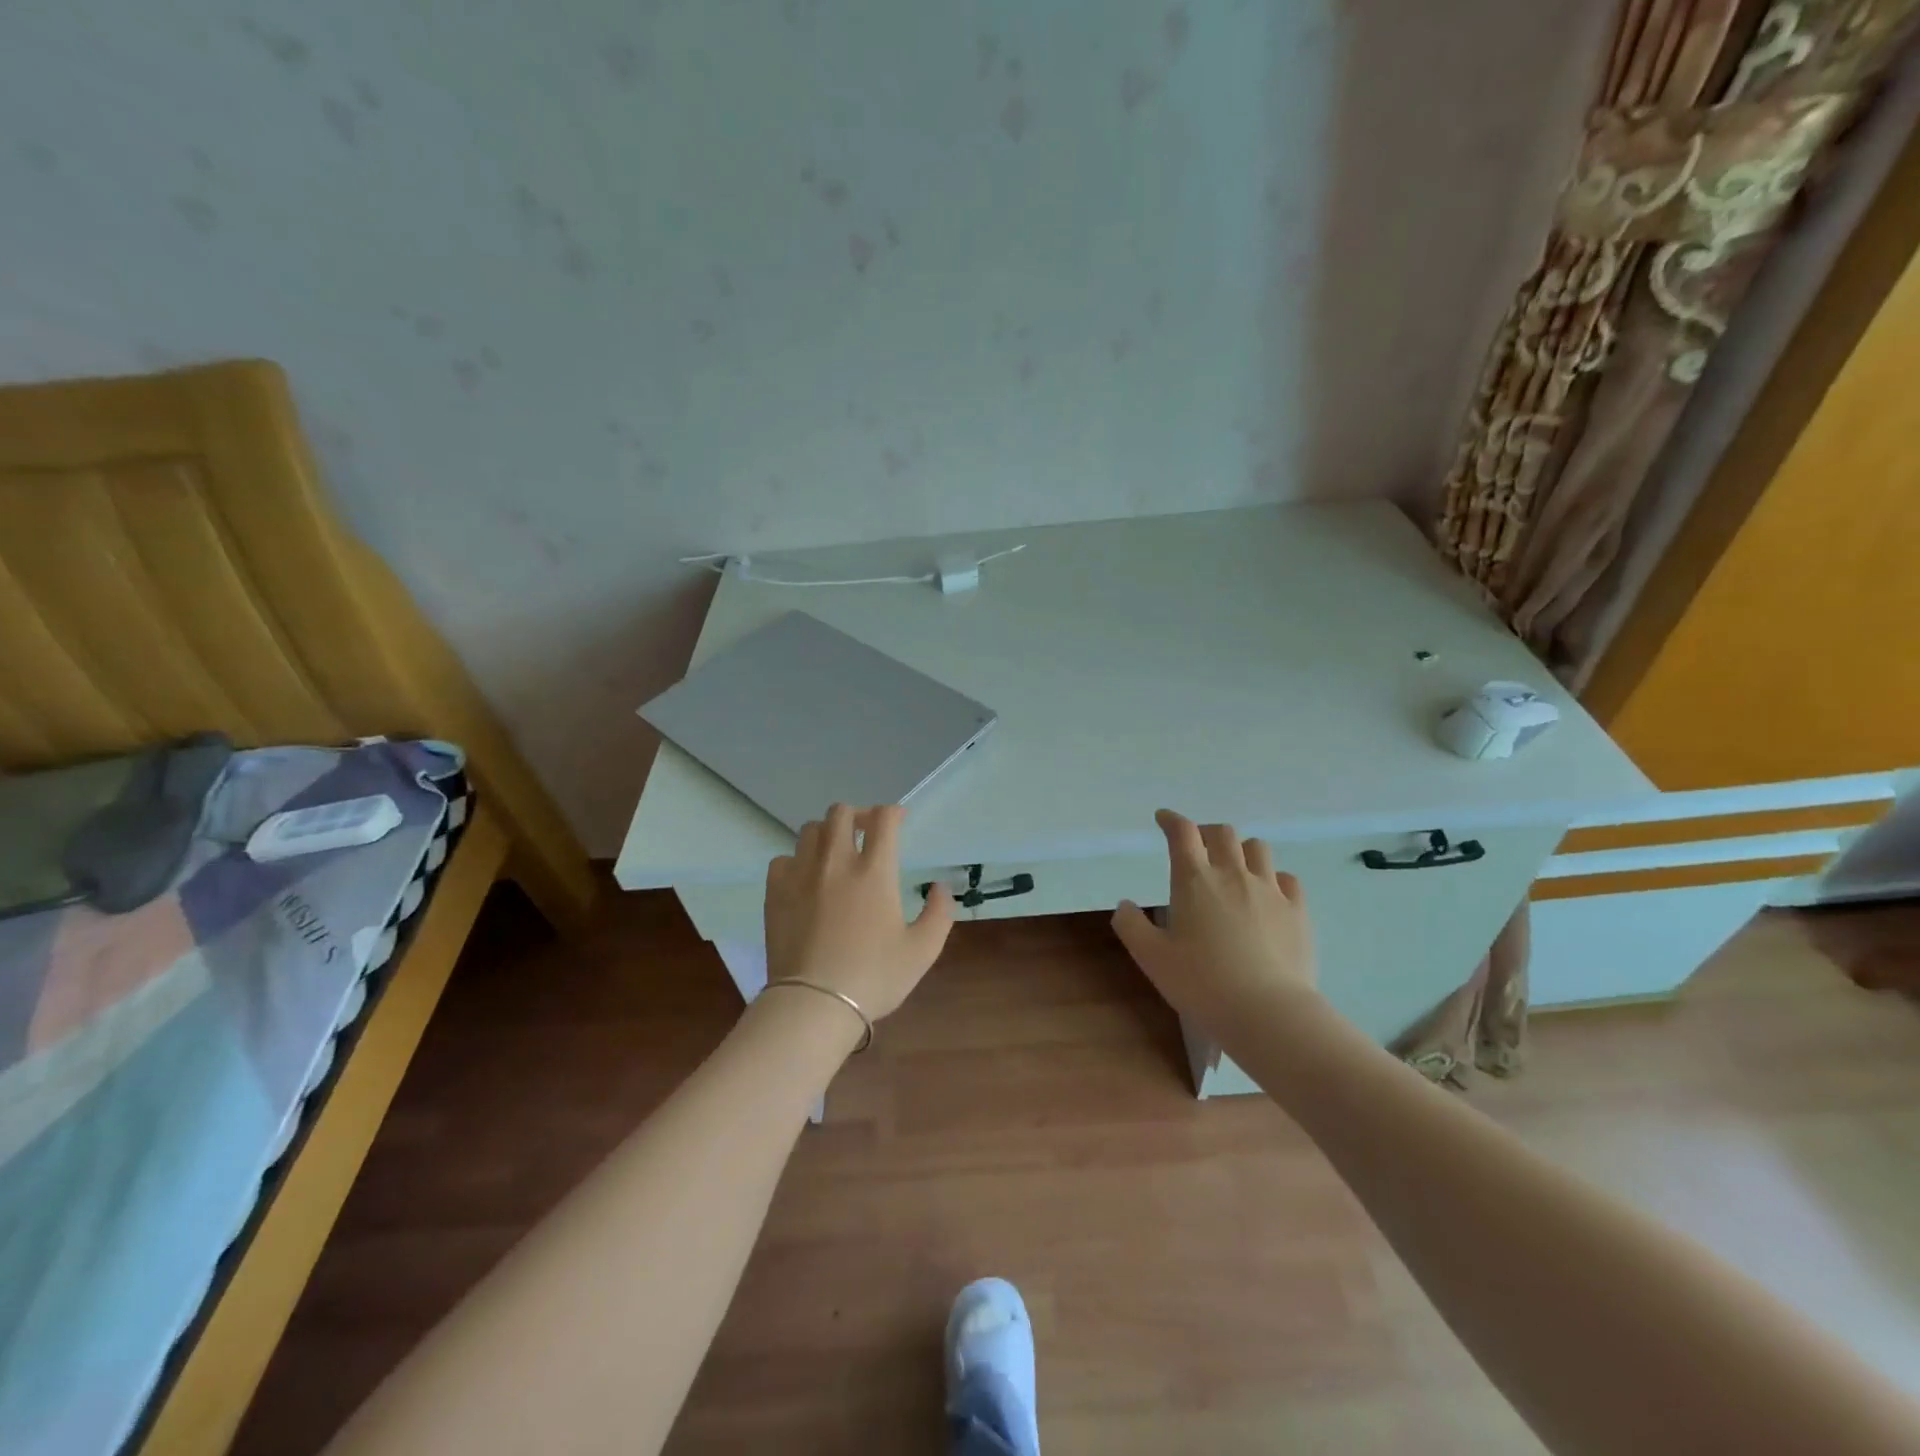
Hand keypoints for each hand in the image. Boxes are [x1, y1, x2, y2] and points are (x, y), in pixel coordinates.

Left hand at [764, 803, 955, 1020]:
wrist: (814, 1004)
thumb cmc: (874, 977)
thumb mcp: (922, 951)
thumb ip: (939, 913)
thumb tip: (940, 887)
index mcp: (875, 871)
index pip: (883, 819)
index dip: (894, 813)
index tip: (899, 822)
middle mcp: (836, 862)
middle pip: (841, 812)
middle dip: (857, 815)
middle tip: (866, 834)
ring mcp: (801, 874)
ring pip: (810, 830)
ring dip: (827, 834)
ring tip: (835, 854)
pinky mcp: (775, 892)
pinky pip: (783, 859)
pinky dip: (797, 861)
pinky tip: (805, 880)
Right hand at [1111, 809, 1319, 1025]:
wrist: (1268, 1012)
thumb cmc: (1202, 983)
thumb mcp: (1151, 958)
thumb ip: (1131, 926)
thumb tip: (1124, 904)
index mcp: (1194, 880)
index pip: (1182, 833)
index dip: (1171, 820)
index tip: (1163, 818)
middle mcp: (1233, 874)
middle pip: (1223, 833)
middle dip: (1206, 833)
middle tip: (1197, 847)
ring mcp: (1270, 890)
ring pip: (1258, 848)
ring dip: (1241, 849)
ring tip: (1233, 867)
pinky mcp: (1298, 912)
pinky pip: (1287, 879)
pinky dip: (1273, 877)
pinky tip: (1268, 894)